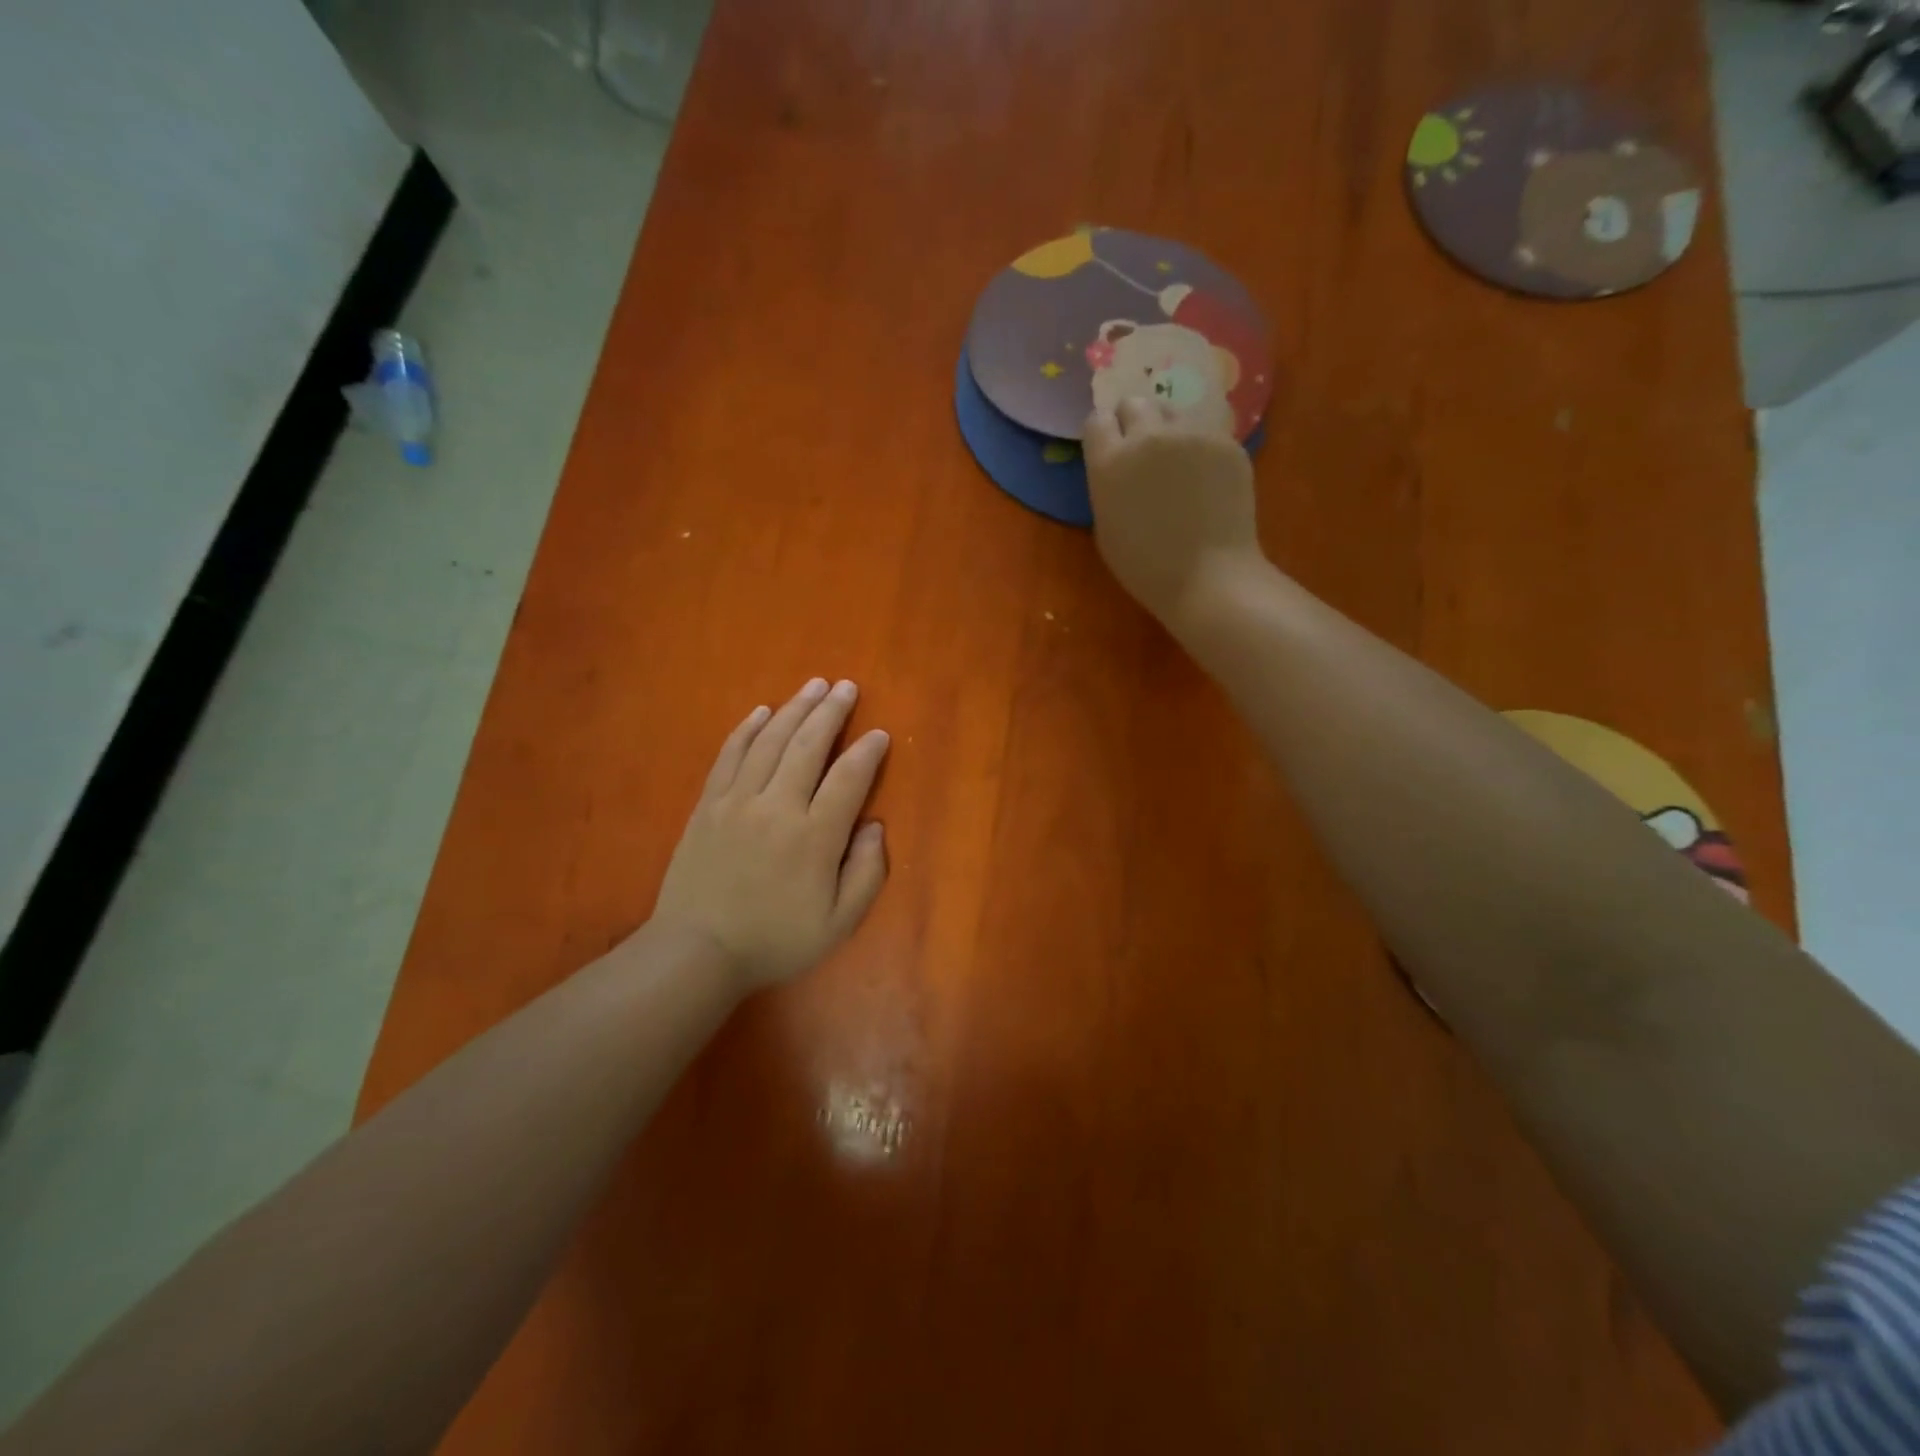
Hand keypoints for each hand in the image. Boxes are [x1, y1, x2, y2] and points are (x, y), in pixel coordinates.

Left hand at [652, 678, 889, 992]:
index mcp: (814, 836)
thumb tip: (874, 826)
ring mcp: (737, 801)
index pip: (849, 778)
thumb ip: (867, 873)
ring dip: (795, 708)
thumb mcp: (839, 923)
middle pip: (808, 745)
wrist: (697, 952)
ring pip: (770, 741)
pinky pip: (730, 754)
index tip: (879, 733)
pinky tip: (762, 711)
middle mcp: (777, 806)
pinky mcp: (708, 804)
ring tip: (814, 685)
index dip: (868, 751)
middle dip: (831, 711)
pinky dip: (748, 728)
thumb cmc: (775, 941)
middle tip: (846, 687)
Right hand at [1083, 397, 1264, 627]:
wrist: (1209, 578)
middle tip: (1144, 453)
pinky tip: (1208, 484)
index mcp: (1110, 463)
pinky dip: (1202, 452)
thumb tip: (1119, 467)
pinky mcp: (1227, 443)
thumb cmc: (1146, 567)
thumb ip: (1108, 485)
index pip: (1097, 420)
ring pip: (1174, 415)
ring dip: (1170, 434)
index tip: (1110, 449)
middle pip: (1135, 404)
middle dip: (1134, 422)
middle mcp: (1148, 437)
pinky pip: (1206, 435)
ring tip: (1180, 470)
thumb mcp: (1106, 528)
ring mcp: (1192, 435)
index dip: (1104, 433)